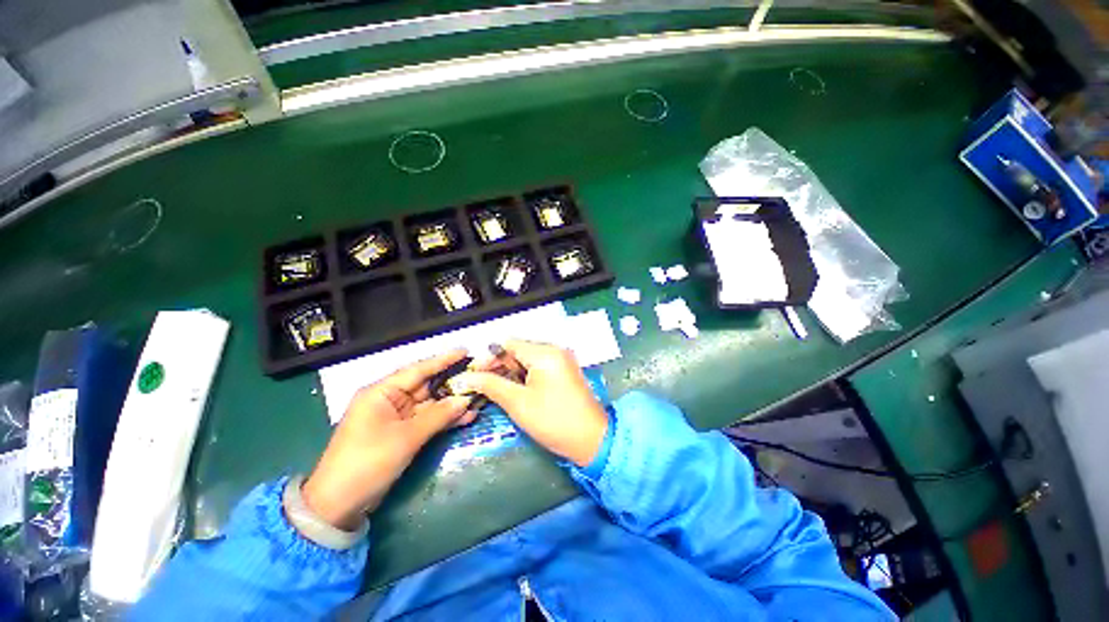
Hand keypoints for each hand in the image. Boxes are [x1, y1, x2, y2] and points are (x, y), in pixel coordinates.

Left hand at [302, 350, 476, 529]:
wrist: (338, 505)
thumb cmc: (367, 462)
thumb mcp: (405, 438)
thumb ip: (438, 416)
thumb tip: (465, 400)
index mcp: (382, 392)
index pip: (418, 369)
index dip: (443, 360)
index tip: (466, 351)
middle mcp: (389, 400)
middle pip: (427, 386)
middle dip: (452, 384)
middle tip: (479, 378)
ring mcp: (396, 418)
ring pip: (430, 405)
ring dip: (452, 404)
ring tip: (479, 399)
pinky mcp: (401, 434)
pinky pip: (427, 421)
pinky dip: (444, 420)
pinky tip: (466, 418)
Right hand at [456, 341, 607, 467]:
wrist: (592, 440)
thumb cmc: (553, 421)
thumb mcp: (518, 403)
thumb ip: (491, 385)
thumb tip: (465, 378)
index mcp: (545, 352)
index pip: (508, 344)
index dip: (488, 358)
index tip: (472, 375)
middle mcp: (554, 350)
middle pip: (518, 350)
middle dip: (498, 366)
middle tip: (479, 385)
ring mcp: (561, 360)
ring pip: (527, 360)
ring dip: (509, 372)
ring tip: (492, 389)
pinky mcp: (564, 371)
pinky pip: (538, 367)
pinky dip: (524, 376)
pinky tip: (512, 389)